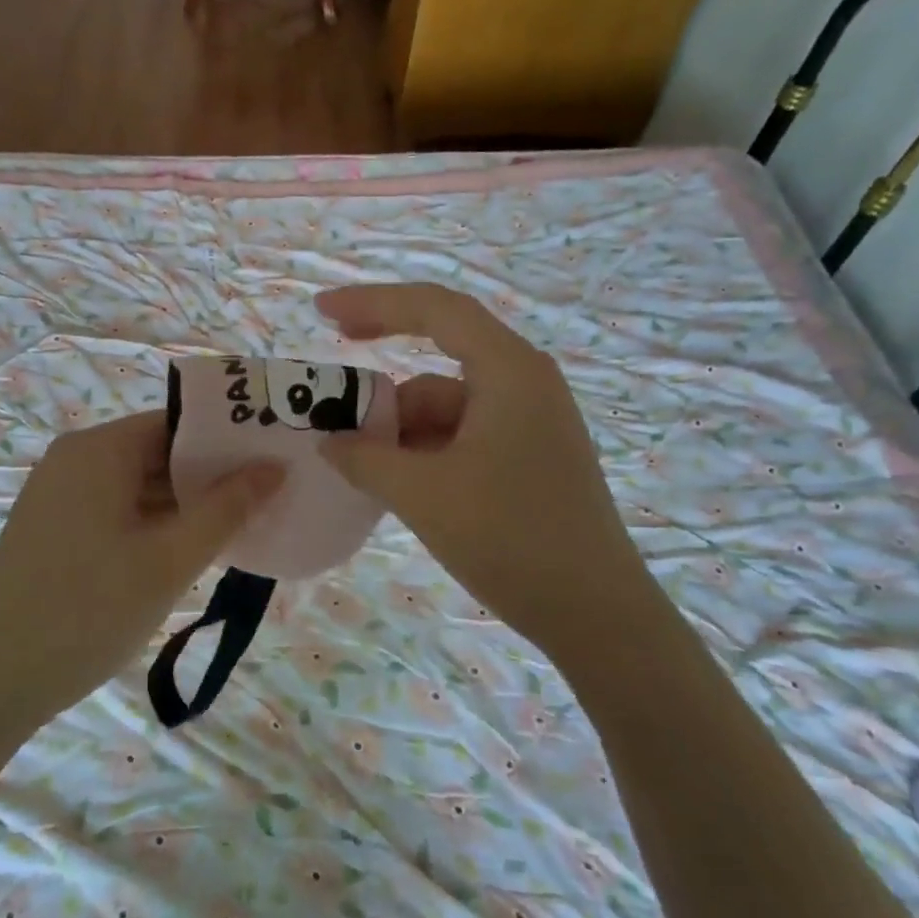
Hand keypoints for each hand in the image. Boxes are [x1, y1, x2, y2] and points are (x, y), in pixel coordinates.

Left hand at [0, 411, 281, 729]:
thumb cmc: (89, 611)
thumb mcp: (169, 560)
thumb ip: (227, 509)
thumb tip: (275, 467)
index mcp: (99, 450)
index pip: (177, 422)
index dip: (227, 439)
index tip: (270, 460)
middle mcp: (74, 459)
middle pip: (157, 450)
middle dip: (209, 475)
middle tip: (264, 497)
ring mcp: (59, 492)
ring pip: (137, 482)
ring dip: (183, 502)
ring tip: (236, 525)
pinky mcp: (54, 525)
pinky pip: (116, 507)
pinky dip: (153, 521)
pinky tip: (186, 548)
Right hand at [315, 283, 650, 647]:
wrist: (597, 616)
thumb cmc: (512, 538)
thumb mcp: (423, 494)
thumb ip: (365, 458)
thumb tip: (328, 442)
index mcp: (508, 370)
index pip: (434, 309)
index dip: (373, 302)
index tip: (321, 312)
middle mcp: (523, 382)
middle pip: (438, 359)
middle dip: (383, 387)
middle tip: (331, 403)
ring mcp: (529, 421)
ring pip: (446, 405)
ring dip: (401, 429)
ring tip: (361, 468)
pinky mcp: (528, 456)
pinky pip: (462, 434)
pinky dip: (424, 450)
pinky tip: (398, 483)